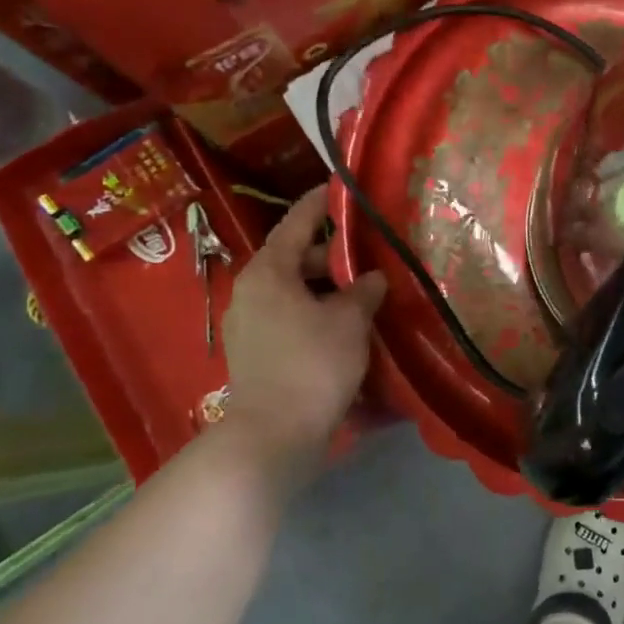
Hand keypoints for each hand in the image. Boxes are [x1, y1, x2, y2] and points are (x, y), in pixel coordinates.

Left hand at [217, 186, 386, 467]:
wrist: (273, 434)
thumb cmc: (313, 365)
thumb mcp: (350, 321)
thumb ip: (364, 290)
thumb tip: (374, 277)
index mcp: (268, 272)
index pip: (297, 222)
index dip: (321, 204)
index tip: (342, 188)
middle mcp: (252, 291)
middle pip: (295, 258)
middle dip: (332, 254)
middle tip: (371, 252)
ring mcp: (249, 324)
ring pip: (294, 291)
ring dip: (327, 287)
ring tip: (365, 290)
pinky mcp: (256, 352)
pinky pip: (290, 317)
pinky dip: (316, 312)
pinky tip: (345, 325)